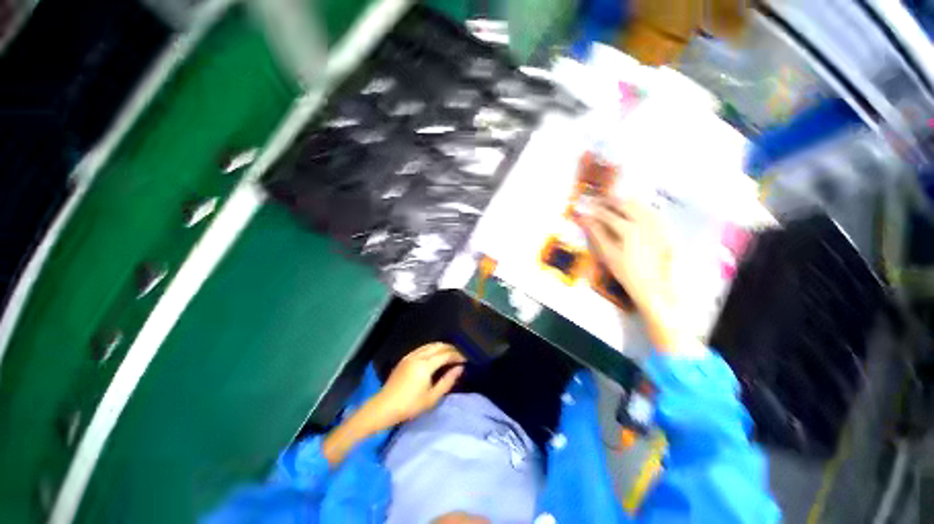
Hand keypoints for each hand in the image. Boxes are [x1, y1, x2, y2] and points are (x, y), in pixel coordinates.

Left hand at [369, 342, 465, 426]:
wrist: (384, 407)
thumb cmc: (410, 405)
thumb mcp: (432, 398)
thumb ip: (447, 381)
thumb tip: (460, 368)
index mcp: (425, 366)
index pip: (445, 354)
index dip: (457, 356)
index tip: (464, 361)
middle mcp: (419, 356)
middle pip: (439, 346)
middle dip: (451, 349)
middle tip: (458, 356)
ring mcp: (411, 355)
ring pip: (430, 345)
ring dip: (442, 347)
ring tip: (449, 355)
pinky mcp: (405, 358)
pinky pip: (422, 348)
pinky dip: (432, 348)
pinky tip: (435, 355)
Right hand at [579, 198, 672, 314]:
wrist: (653, 286)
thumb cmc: (626, 272)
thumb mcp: (608, 254)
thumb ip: (597, 234)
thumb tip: (586, 220)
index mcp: (628, 230)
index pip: (608, 214)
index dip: (595, 209)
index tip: (587, 206)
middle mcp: (644, 223)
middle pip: (626, 204)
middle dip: (611, 201)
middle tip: (600, 200)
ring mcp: (657, 225)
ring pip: (641, 205)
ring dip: (626, 201)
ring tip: (616, 202)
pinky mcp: (665, 230)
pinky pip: (653, 212)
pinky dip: (642, 207)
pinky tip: (636, 209)